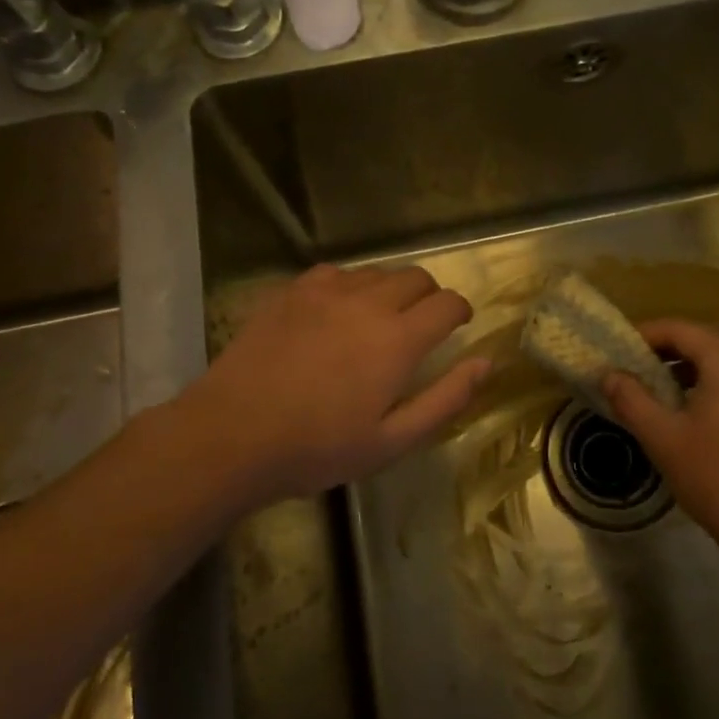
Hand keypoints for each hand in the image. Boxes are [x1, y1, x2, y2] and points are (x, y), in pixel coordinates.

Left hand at [178, 263, 489, 507]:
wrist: (233, 433)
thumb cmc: (318, 447)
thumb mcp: (392, 440)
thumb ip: (446, 399)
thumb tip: (486, 364)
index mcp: (398, 339)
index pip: (448, 304)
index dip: (460, 311)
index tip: (458, 325)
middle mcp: (368, 303)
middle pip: (416, 277)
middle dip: (430, 296)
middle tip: (420, 326)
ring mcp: (326, 292)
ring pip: (376, 272)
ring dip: (390, 289)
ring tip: (378, 319)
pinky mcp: (292, 291)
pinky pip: (336, 273)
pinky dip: (350, 286)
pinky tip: (336, 311)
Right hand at [602, 319, 718, 559]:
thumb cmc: (717, 477)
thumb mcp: (663, 437)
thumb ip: (630, 398)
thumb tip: (608, 374)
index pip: (680, 329)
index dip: (644, 335)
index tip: (617, 351)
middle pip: (705, 343)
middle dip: (666, 353)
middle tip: (633, 372)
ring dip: (690, 373)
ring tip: (659, 395)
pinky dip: (715, 389)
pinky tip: (696, 418)